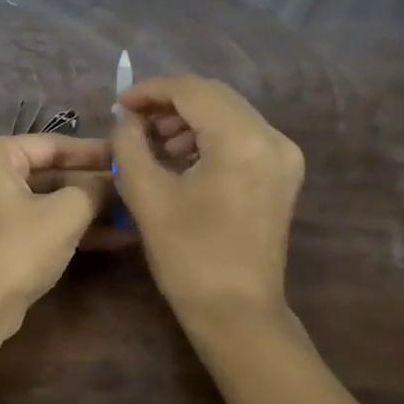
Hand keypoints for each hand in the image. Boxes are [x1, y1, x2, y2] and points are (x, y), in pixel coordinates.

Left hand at [0, 134, 118, 341]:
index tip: (128, 156)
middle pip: (49, 172)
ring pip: (46, 200)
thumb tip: (116, 182)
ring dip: (87, 210)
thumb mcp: (65, 213)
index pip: (52, 144)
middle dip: (93, 186)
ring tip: (132, 214)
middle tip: (133, 188)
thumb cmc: (17, 248)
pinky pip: (38, 221)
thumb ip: (94, 189)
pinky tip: (113, 237)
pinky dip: (69, 228)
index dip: (94, 152)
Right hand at [111, 75, 303, 333]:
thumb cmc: (188, 256)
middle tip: (132, 120)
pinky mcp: (282, 173)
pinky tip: (180, 157)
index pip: (191, 91)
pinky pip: (241, 135)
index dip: (151, 90)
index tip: (119, 104)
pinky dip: (208, 136)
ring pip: (228, 113)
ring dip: (188, 119)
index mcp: (242, 140)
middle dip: (169, 102)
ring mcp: (283, 156)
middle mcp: (272, 138)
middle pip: (214, 96)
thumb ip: (129, 144)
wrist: (237, 313)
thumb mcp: (147, 195)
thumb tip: (127, 118)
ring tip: (152, 142)